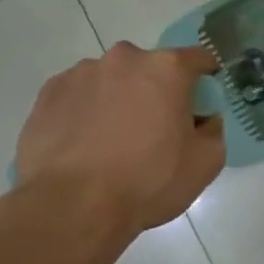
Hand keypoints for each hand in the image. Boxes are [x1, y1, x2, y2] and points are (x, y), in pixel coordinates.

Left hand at [14, 43, 225, 231]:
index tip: (203, 101)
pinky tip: (85, 144)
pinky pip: (79, 95)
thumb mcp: (206, 163)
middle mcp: (124, 58)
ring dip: (119, 99)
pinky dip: (87, 111)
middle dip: (157, 91)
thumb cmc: (148, 181)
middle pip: (151, 68)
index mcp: (166, 69)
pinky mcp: (49, 92)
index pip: (198, 58)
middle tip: (156, 129)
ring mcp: (81, 73)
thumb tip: (204, 119)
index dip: (206, 78)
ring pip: (112, 80)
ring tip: (113, 141)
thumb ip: (214, 130)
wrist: (71, 206)